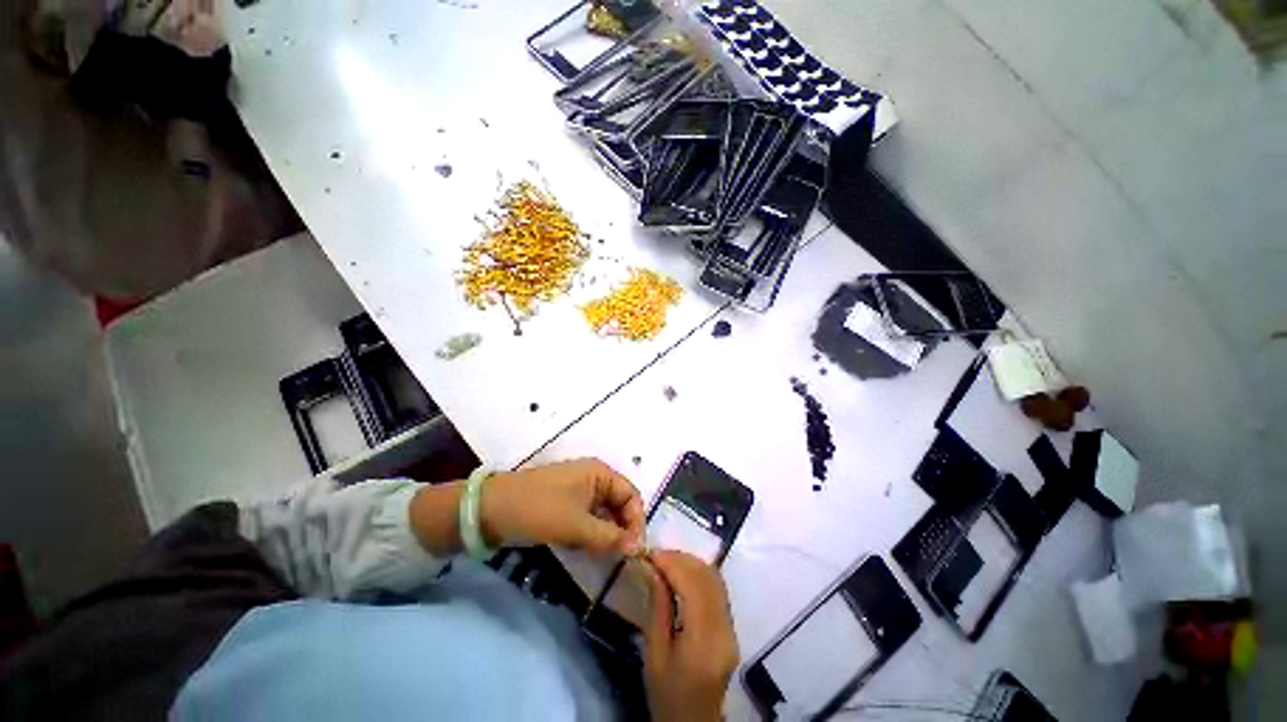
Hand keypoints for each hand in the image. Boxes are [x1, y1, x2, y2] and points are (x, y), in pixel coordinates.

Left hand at [481, 458, 645, 554]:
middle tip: (619, 557)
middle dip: (621, 529)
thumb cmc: (539, 510)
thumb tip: (637, 548)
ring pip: (603, 513)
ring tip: (603, 555)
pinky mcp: (565, 503)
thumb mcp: (577, 525)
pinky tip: (585, 549)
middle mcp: (593, 477)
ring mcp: (578, 490)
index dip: (636, 521)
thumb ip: (610, 537)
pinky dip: (591, 533)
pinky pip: (588, 517)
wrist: (491, 509)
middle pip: (619, 503)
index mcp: (600, 473)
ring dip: (606, 533)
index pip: (631, 495)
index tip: (634, 550)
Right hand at [642, 550, 738, 721]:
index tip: (652, 553)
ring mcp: (731, 628)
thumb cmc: (667, 696)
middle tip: (657, 555)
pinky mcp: (731, 627)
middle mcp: (724, 630)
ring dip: (691, 564)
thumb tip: (656, 570)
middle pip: (708, 579)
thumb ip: (658, 609)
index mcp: (704, 642)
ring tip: (667, 561)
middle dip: (682, 559)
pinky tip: (682, 574)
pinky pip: (717, 589)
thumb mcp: (653, 655)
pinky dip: (699, 575)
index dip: (674, 564)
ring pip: (716, 580)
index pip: (694, 587)